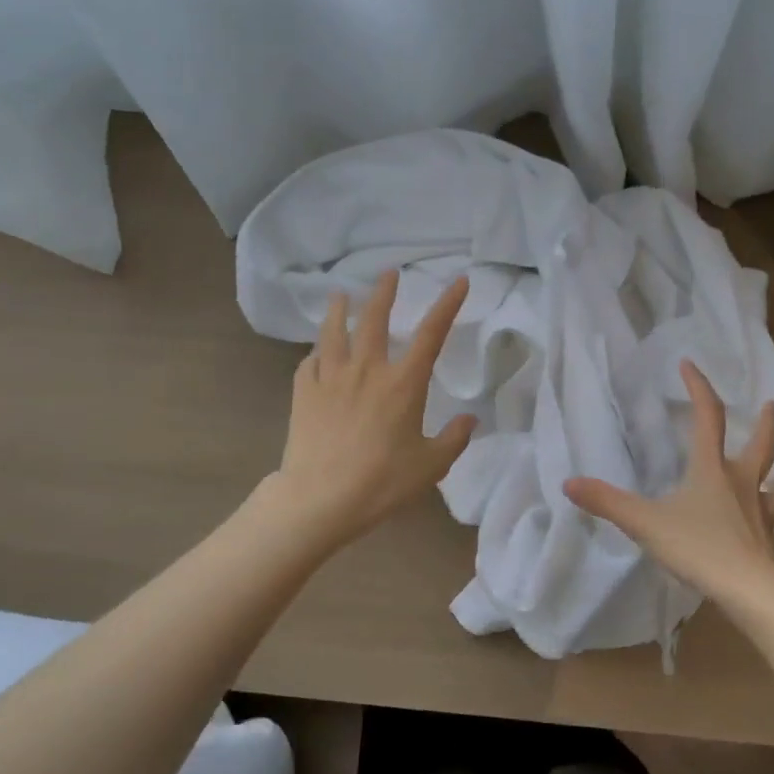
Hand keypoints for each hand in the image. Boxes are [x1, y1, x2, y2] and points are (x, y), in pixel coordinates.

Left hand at [272, 269, 475, 546]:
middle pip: (375, 319)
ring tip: (341, 295)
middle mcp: (367, 370)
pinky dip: (316, 353)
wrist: (320, 499)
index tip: (459, 281)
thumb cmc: (381, 482)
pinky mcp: (303, 393)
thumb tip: (470, 420)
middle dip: (384, 292)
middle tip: (388, 274)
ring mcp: (330, 378)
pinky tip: (317, 353)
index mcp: (403, 384)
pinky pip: (309, 362)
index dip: (448, 304)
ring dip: (340, 309)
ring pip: (334, 331)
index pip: (431, 334)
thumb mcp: (430, 466)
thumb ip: (454, 439)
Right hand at [564, 360, 773, 607]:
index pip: (708, 417)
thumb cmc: (699, 547)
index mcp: (712, 470)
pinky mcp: (768, 540)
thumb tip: (569, 483)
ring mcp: (760, 512)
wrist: (749, 590)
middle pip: (761, 445)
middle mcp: (742, 483)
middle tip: (772, 403)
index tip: (689, 364)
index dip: (699, 388)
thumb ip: (608, 503)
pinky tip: (768, 523)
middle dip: (766, 422)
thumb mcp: (646, 523)